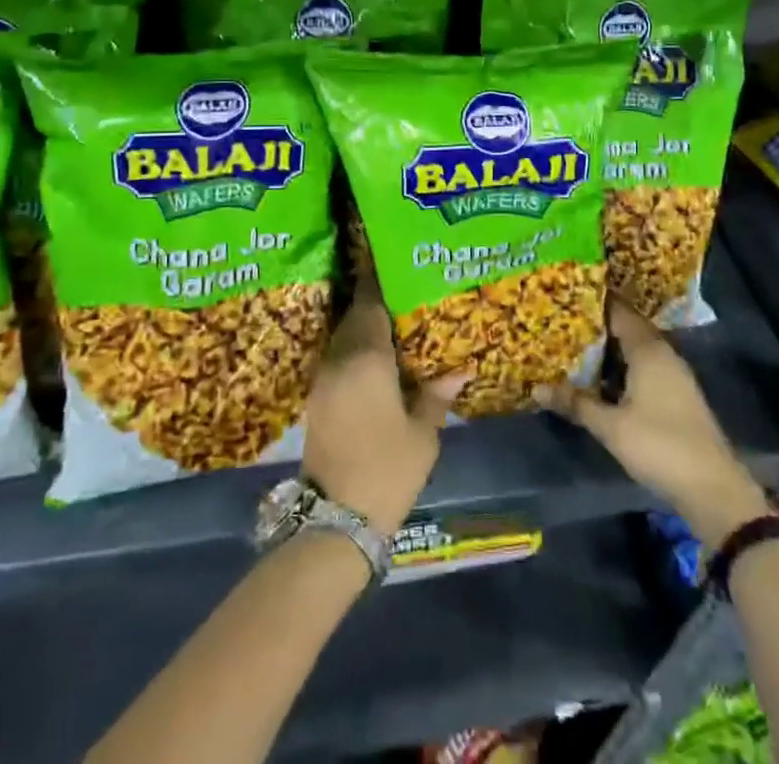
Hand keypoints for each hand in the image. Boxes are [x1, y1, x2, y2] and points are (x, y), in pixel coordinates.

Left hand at [302, 273, 465, 534]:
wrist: (335, 520)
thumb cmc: (387, 470)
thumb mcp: (422, 434)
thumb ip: (437, 394)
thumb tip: (461, 367)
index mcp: (366, 358)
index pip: (370, 303)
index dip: (380, 279)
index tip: (393, 259)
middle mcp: (339, 359)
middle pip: (354, 315)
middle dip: (374, 299)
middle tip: (402, 287)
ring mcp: (323, 378)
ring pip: (343, 335)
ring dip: (363, 323)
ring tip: (394, 317)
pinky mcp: (317, 397)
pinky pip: (338, 356)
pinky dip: (354, 347)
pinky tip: (377, 355)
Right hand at [540, 298, 769, 547]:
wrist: (712, 488)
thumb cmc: (659, 446)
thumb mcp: (610, 426)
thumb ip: (575, 403)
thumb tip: (536, 388)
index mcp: (648, 349)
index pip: (618, 311)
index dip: (593, 301)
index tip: (565, 294)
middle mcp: (663, 353)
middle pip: (626, 328)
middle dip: (596, 325)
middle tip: (562, 319)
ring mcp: (673, 375)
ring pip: (635, 349)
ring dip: (608, 348)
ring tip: (573, 345)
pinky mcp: (676, 395)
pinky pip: (643, 367)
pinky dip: (621, 367)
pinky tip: (599, 378)